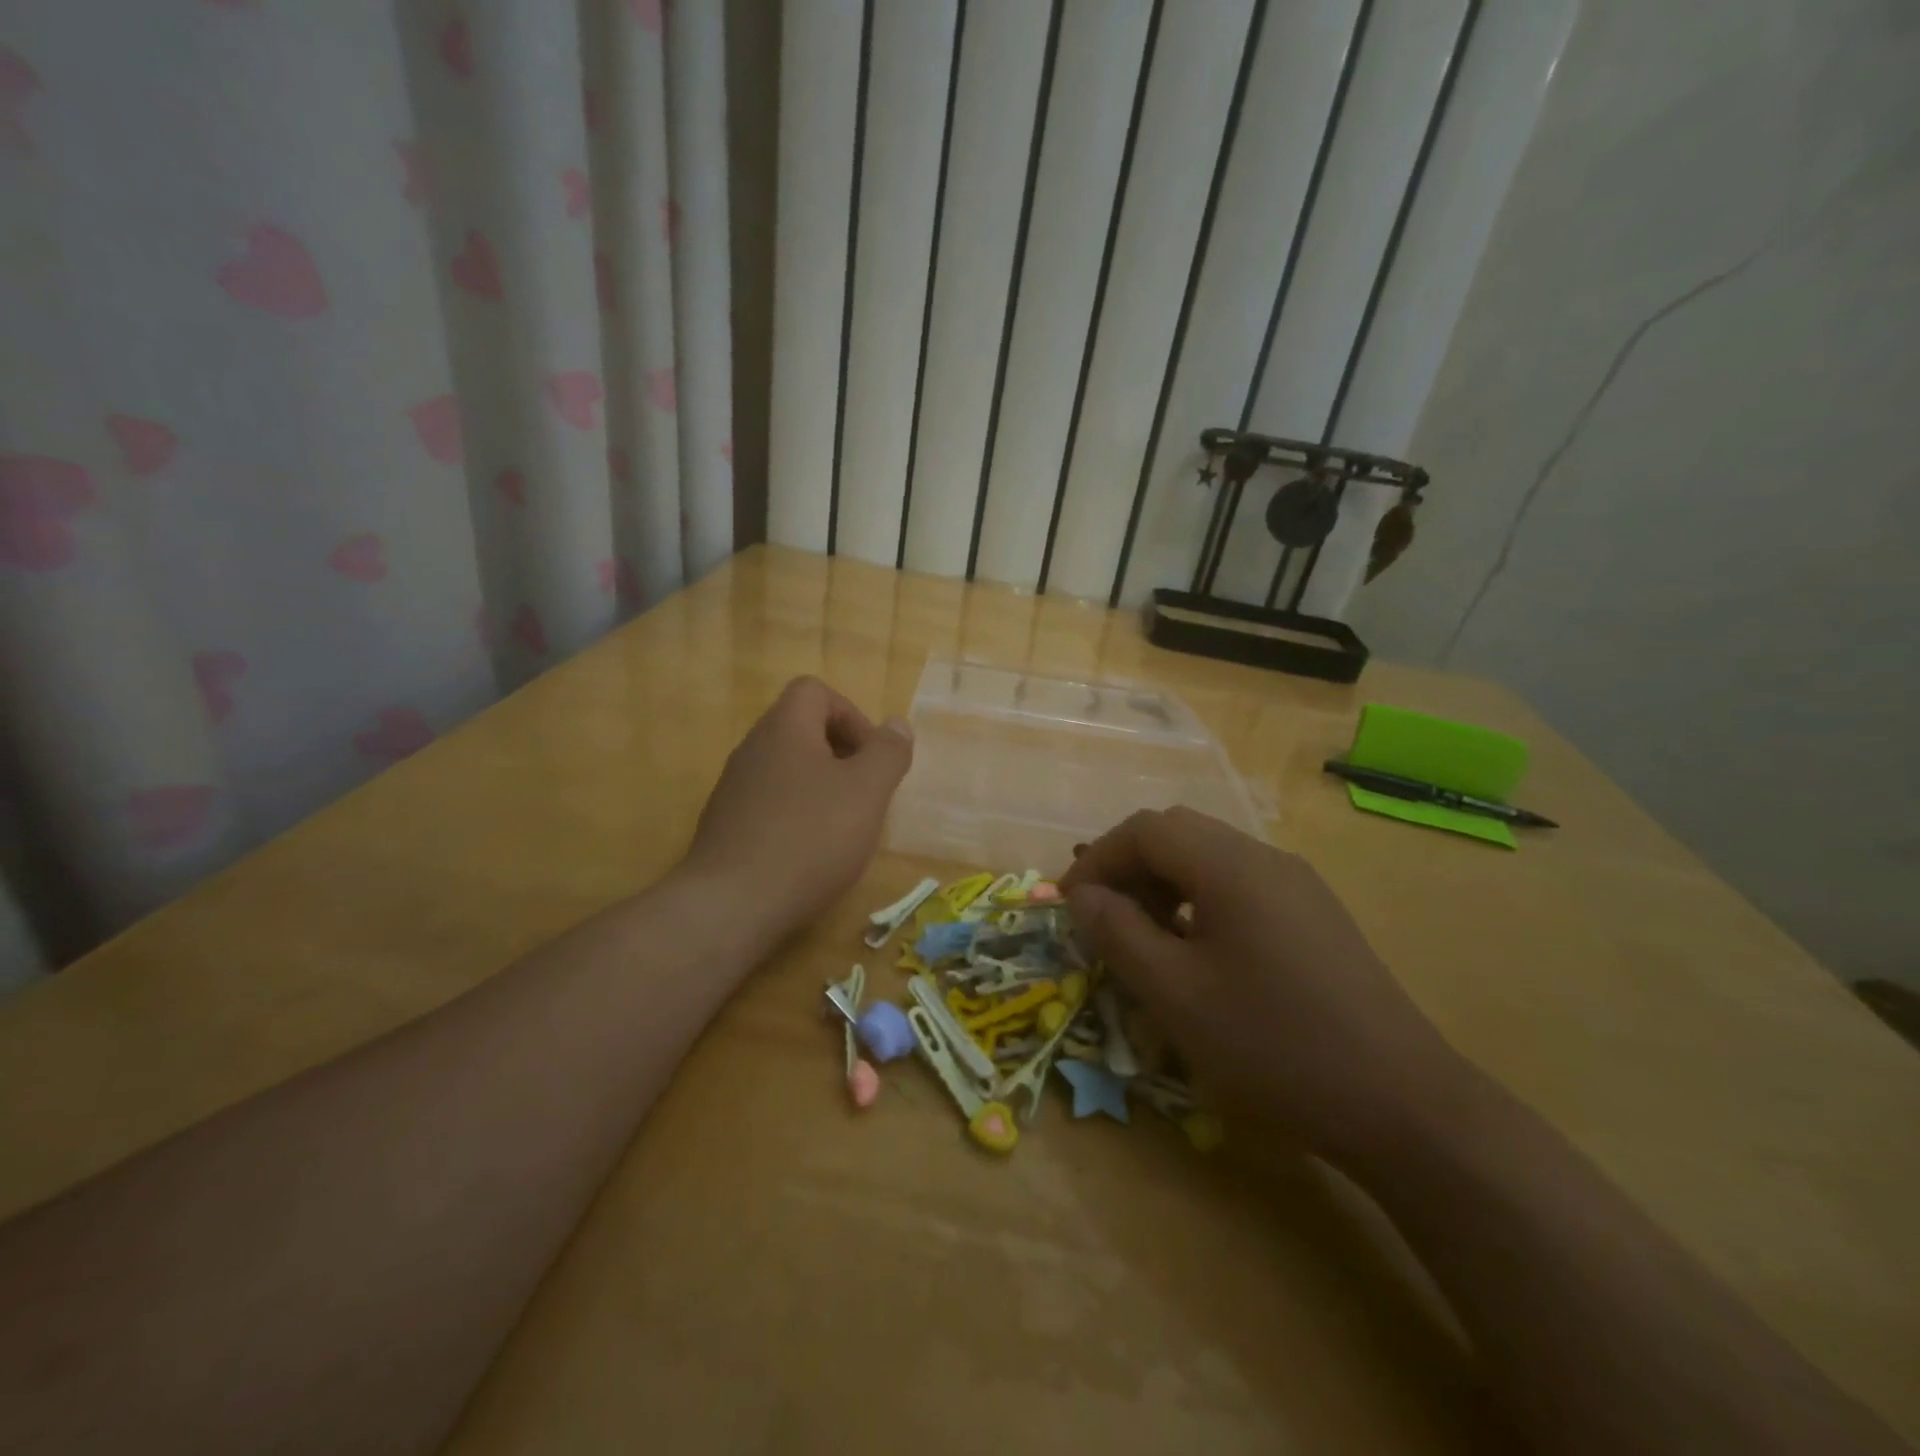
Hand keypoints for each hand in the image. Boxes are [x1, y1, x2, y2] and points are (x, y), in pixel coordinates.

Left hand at [682, 676, 912, 937]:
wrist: (732, 905)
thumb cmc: (810, 838)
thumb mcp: (867, 791)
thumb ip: (887, 753)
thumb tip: (896, 725)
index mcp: (784, 729)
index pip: (815, 691)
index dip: (851, 715)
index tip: (872, 757)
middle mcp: (753, 749)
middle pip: (801, 729)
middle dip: (841, 754)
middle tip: (865, 791)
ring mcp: (734, 788)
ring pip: (786, 769)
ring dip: (820, 786)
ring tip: (843, 826)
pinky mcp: (726, 826)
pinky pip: (770, 803)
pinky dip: (796, 815)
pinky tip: (811, 853)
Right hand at [1060, 807, 1466, 1163]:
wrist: (1402, 1105)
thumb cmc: (1274, 1045)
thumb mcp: (1176, 994)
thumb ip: (1118, 934)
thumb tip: (1082, 896)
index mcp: (1231, 866)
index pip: (1146, 829)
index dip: (1098, 858)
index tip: (1070, 905)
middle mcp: (1266, 858)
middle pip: (1178, 833)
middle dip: (1128, 866)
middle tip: (1103, 917)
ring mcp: (1297, 884)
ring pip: (1210, 856)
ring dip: (1163, 881)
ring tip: (1144, 936)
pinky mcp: (1315, 914)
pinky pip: (1240, 884)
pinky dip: (1199, 899)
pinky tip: (1197, 951)